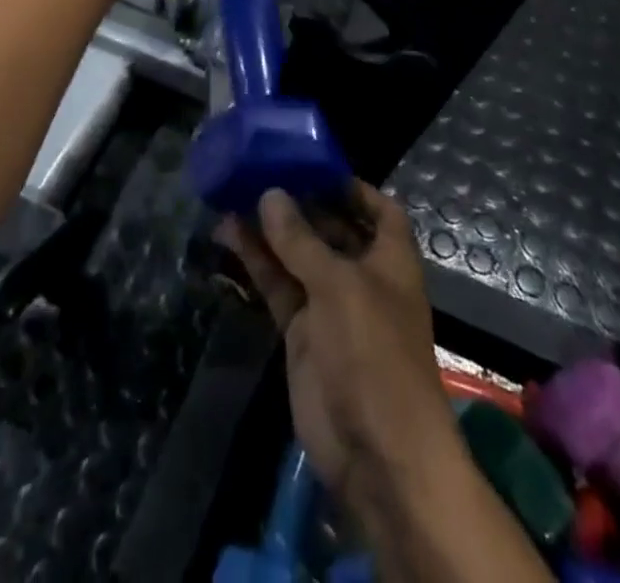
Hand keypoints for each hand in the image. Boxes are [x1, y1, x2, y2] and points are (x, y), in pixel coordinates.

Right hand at [218, 186, 460, 519]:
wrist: (378, 454)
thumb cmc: (375, 353)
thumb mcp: (339, 286)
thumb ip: (301, 241)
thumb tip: (270, 194)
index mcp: (390, 259)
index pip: (379, 210)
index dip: (352, 187)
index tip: (313, 164)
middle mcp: (362, 276)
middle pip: (331, 229)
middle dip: (300, 203)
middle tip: (260, 171)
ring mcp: (330, 306)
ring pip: (297, 256)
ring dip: (270, 229)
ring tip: (233, 193)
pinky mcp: (302, 334)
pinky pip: (278, 287)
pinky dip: (257, 263)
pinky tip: (229, 235)